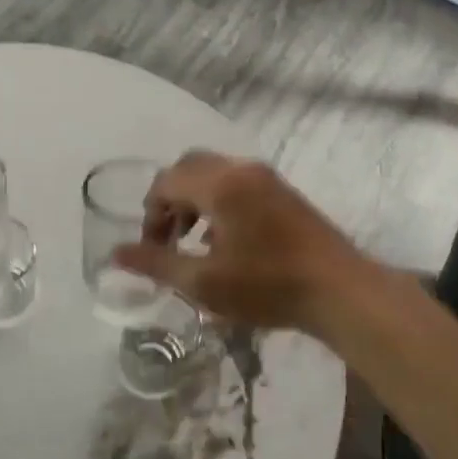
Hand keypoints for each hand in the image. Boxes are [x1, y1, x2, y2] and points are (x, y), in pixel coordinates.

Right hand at [110, 152, 369, 333]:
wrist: (341, 291)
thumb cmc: (267, 286)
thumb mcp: (203, 282)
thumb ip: (156, 263)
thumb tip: (115, 253)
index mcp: (220, 184)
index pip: (166, 182)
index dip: (150, 214)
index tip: (153, 249)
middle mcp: (241, 169)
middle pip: (189, 167)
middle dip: (170, 199)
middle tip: (169, 238)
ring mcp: (266, 178)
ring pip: (214, 173)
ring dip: (194, 199)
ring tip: (194, 242)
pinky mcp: (283, 192)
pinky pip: (237, 182)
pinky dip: (218, 200)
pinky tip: (226, 240)